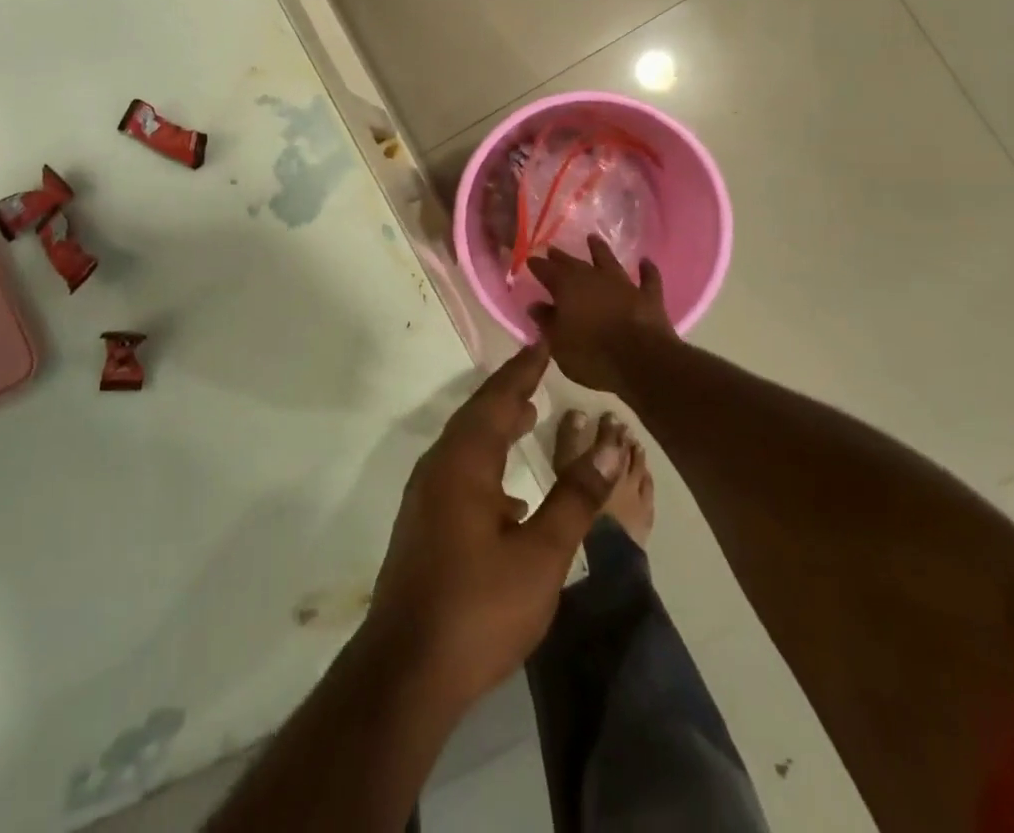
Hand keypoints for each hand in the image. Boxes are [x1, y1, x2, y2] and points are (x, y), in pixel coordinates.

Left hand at [365, 345, 627, 709]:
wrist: (406, 669)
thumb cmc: (479, 608)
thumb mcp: (541, 555)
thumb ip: (574, 498)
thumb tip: (606, 447)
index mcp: (463, 462)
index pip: (497, 400)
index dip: (521, 370)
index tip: (541, 343)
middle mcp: (439, 467)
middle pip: (477, 416)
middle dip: (508, 392)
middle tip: (538, 372)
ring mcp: (426, 496)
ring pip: (466, 445)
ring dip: (496, 426)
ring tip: (527, 416)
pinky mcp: (424, 524)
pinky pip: (459, 473)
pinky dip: (487, 462)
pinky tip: (509, 495)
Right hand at [526, 235, 676, 392]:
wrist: (642, 362)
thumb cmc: (592, 355)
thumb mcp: (558, 343)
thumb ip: (546, 321)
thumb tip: (535, 305)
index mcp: (567, 287)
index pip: (546, 270)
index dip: (537, 265)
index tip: (530, 260)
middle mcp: (593, 278)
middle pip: (574, 263)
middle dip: (561, 257)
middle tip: (553, 250)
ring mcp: (623, 285)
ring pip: (609, 261)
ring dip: (600, 250)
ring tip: (593, 238)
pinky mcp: (648, 297)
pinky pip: (648, 278)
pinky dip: (647, 269)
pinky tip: (645, 261)